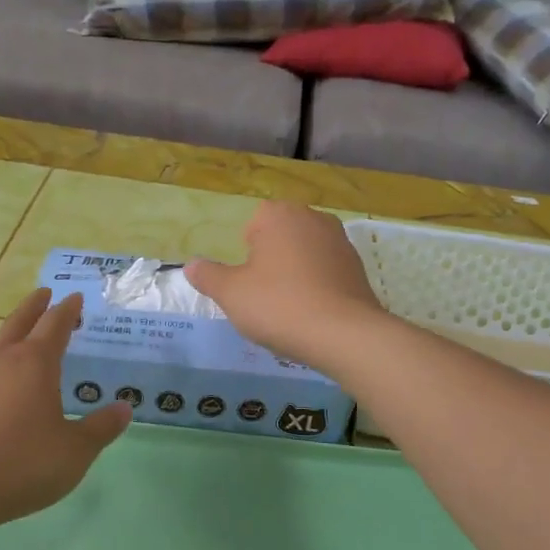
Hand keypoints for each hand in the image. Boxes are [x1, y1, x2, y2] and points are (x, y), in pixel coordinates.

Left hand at [0, 289, 130, 532]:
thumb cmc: (22, 463)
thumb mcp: (74, 451)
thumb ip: (100, 428)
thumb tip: (124, 408)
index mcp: (35, 362)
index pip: (55, 324)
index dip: (67, 309)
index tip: (74, 297)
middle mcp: (1, 359)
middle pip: (19, 322)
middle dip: (34, 306)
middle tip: (44, 293)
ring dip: (8, 336)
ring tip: (16, 340)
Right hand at [186, 202, 384, 367]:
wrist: (344, 334)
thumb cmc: (279, 305)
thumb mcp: (231, 293)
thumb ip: (208, 276)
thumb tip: (191, 265)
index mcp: (279, 215)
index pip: (254, 222)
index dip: (247, 251)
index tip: (248, 280)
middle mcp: (313, 218)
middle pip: (281, 235)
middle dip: (271, 259)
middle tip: (264, 294)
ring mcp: (340, 241)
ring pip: (305, 253)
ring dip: (295, 272)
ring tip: (289, 307)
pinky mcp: (358, 267)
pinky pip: (327, 271)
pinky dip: (318, 285)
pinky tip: (313, 312)